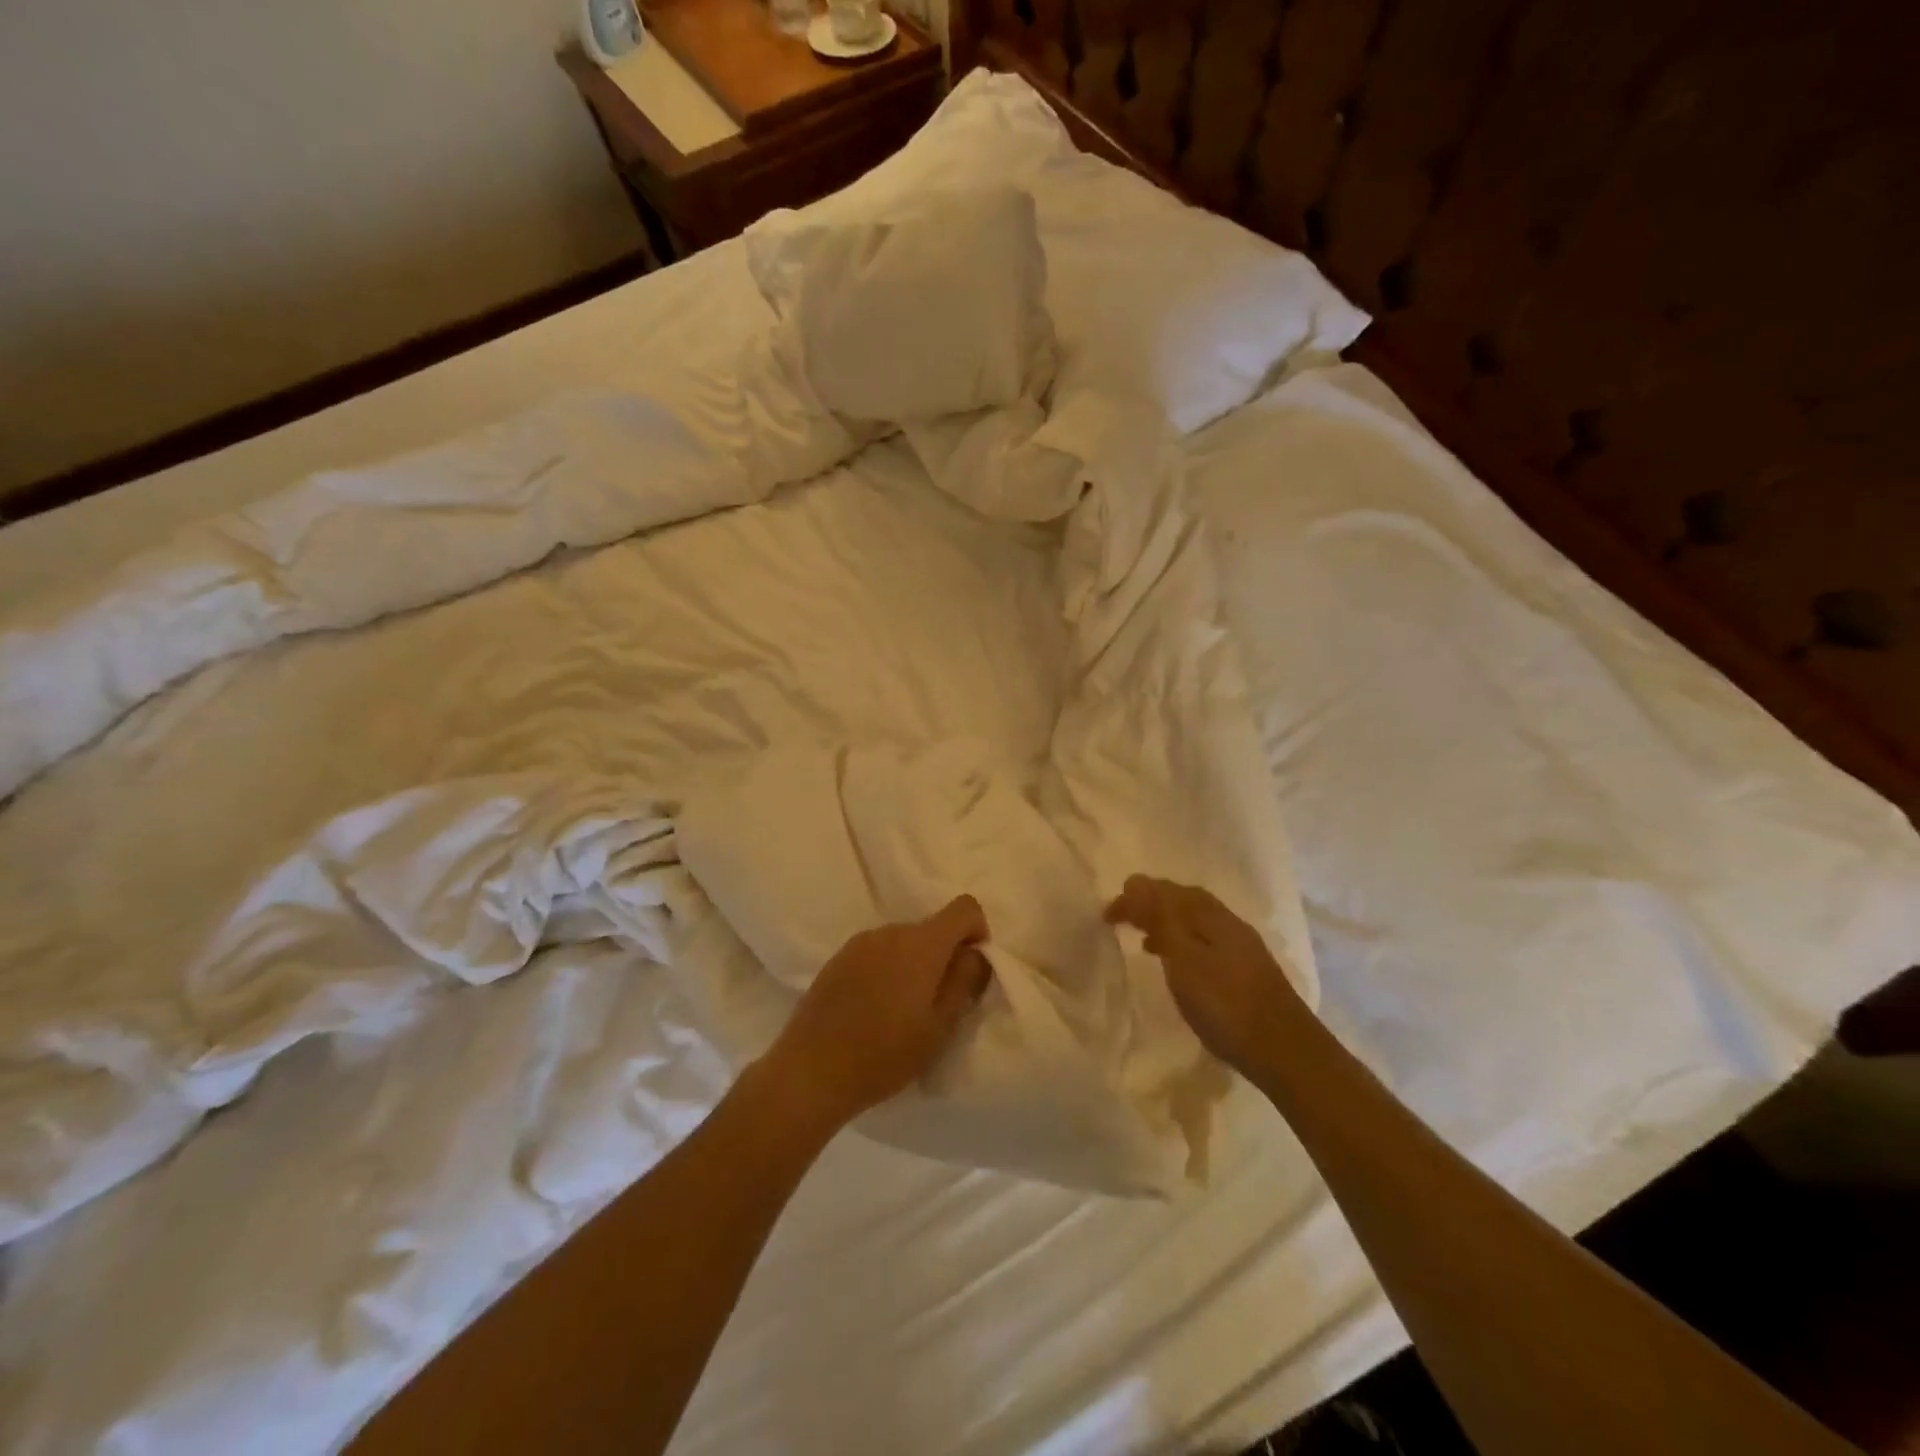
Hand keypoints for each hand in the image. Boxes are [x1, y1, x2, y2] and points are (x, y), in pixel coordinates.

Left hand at [763, 895, 992, 1131]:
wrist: (811, 1071)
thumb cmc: (885, 1054)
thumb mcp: (939, 1027)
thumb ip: (964, 982)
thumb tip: (975, 953)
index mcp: (922, 944)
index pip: (964, 907)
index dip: (977, 931)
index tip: (970, 968)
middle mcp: (891, 931)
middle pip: (932, 927)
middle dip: (944, 954)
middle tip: (938, 1001)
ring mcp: (860, 942)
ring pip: (903, 940)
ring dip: (914, 962)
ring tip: (903, 1008)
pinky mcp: (838, 957)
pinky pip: (877, 952)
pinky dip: (887, 969)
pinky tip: (874, 1007)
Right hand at [1105, 875, 1303, 1076]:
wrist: (1286, 1051)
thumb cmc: (1226, 1004)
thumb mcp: (1184, 959)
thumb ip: (1161, 919)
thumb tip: (1137, 883)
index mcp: (1210, 915)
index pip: (1165, 891)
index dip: (1134, 896)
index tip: (1106, 914)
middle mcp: (1227, 921)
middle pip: (1183, 899)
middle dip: (1151, 902)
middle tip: (1123, 915)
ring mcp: (1241, 945)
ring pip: (1195, 920)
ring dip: (1166, 921)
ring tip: (1142, 938)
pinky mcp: (1247, 969)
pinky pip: (1204, 939)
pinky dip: (1182, 941)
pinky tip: (1177, 963)